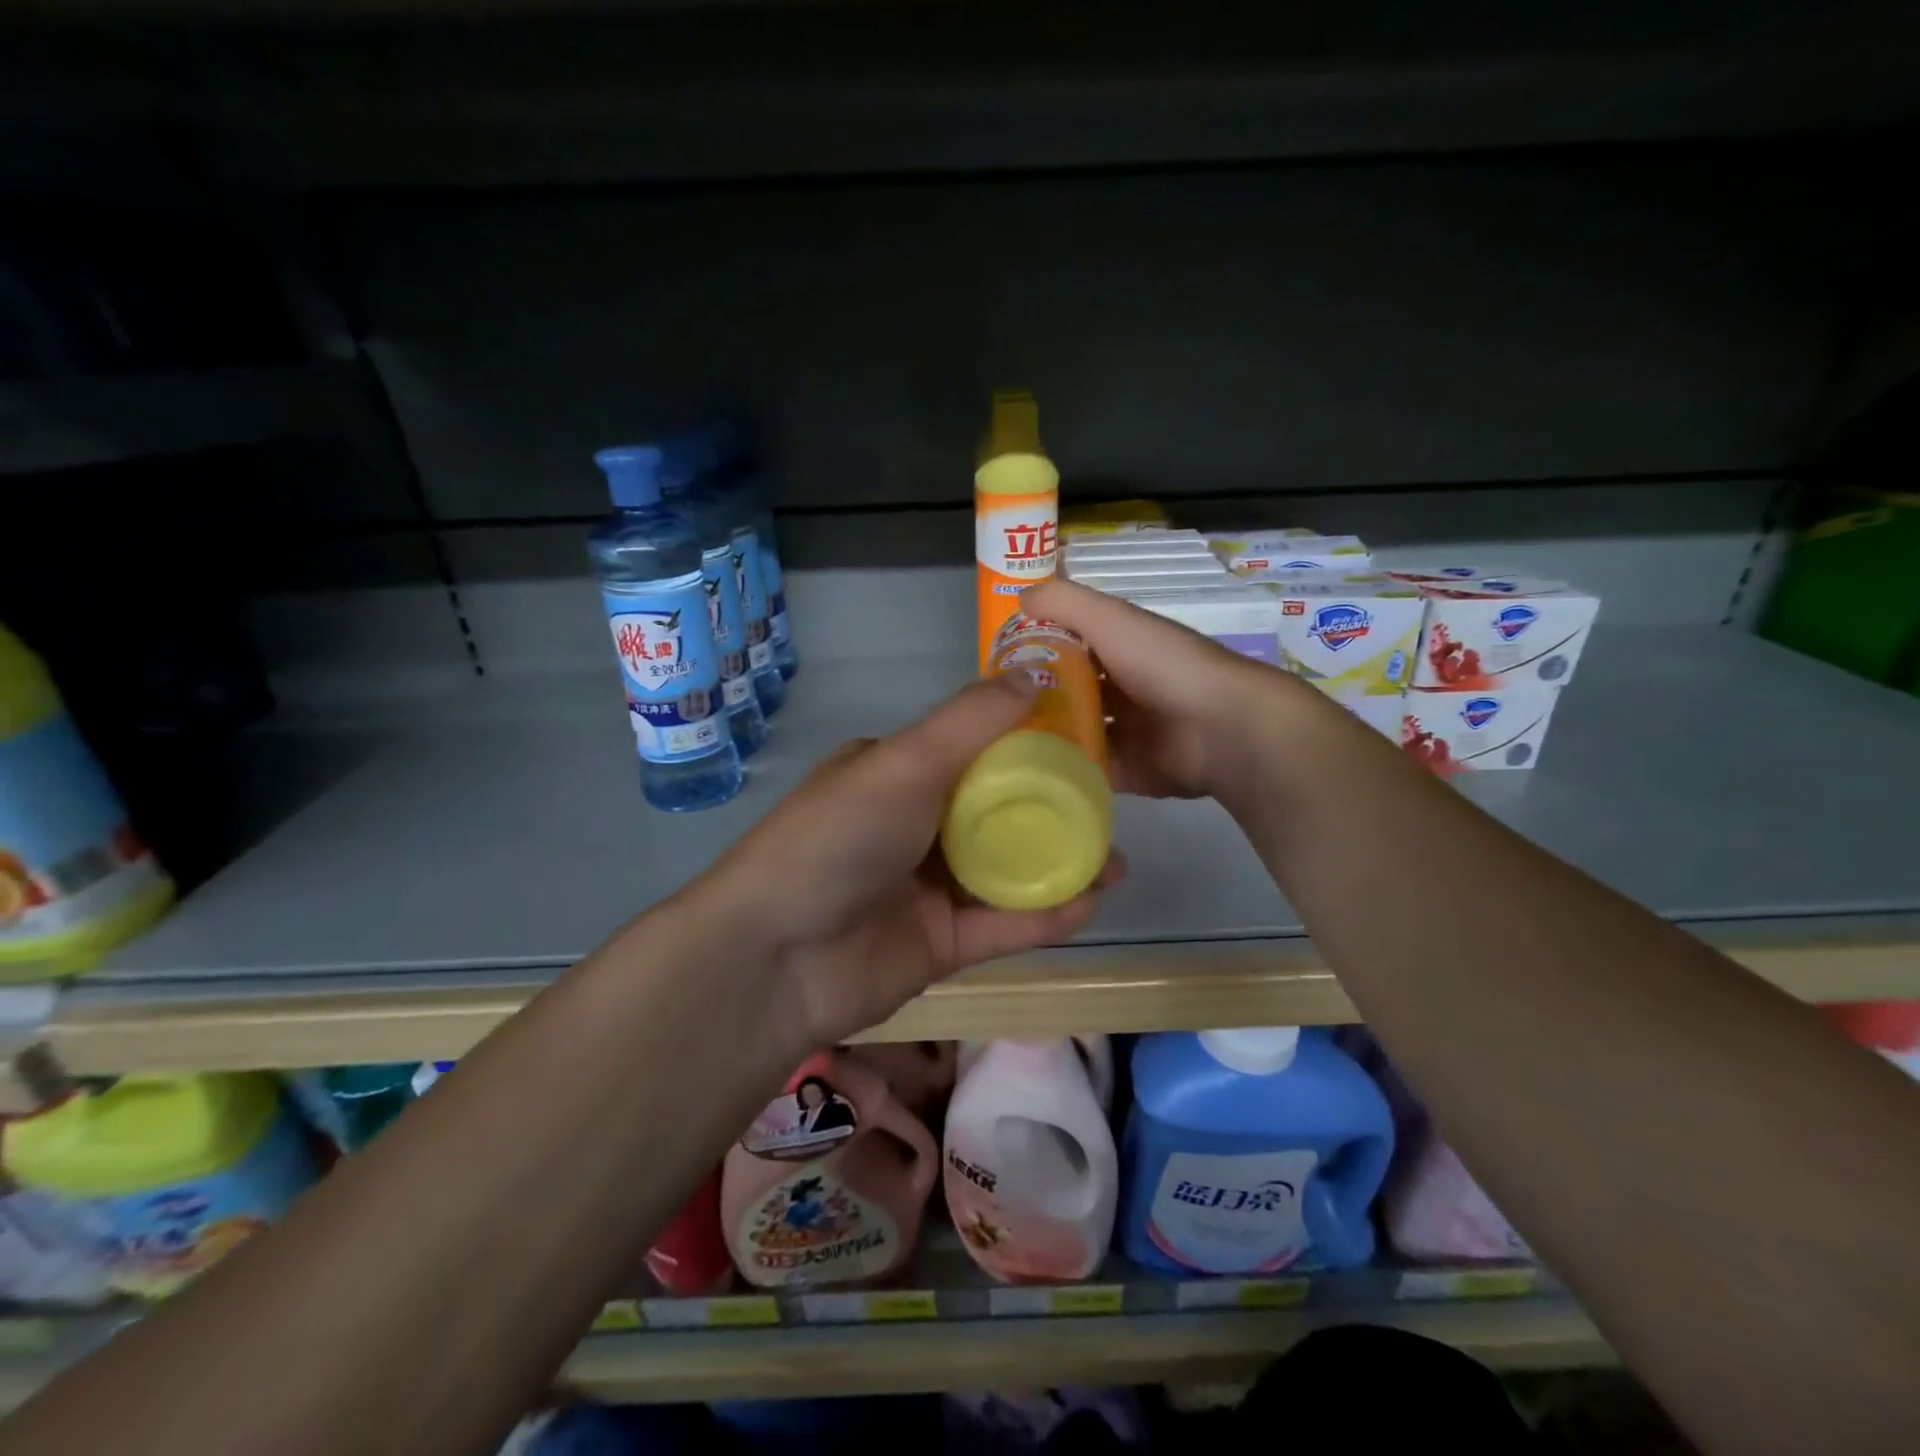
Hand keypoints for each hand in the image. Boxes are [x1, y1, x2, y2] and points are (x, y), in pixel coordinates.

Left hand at [698, 676, 1124, 1049]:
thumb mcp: (904, 763)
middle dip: (1052, 809)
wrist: (774, 958)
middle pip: (996, 812)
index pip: (972, 750)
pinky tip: (1093, 898)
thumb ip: (971, 721)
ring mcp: (926, 888)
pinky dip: (1046, 912)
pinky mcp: (940, 945)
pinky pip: (1003, 924)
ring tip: (1115, 857)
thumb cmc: (838, 839)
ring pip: (1006, 871)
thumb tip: (1032, 674)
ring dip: (1059, 864)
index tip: (1082, 741)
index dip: (1026, 743)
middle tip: (1109, 806)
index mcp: (896, 774)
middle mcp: (913, 826)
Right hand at [1020, 578, 1299, 798]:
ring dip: (1045, 736)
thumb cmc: (1164, 665)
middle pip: (1068, 692)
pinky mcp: (1129, 771)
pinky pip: (1088, 769)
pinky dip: (1063, 770)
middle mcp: (1122, 688)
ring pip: (1075, 733)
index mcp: (1122, 648)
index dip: (1034, 650)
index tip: (995, 664)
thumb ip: (1066, 602)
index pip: (1069, 645)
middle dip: (1034, 699)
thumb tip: (1020, 596)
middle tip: (990, 711)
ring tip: (998, 743)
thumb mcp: (1111, 619)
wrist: (1223, 729)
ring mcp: (1127, 732)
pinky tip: (1026, 772)